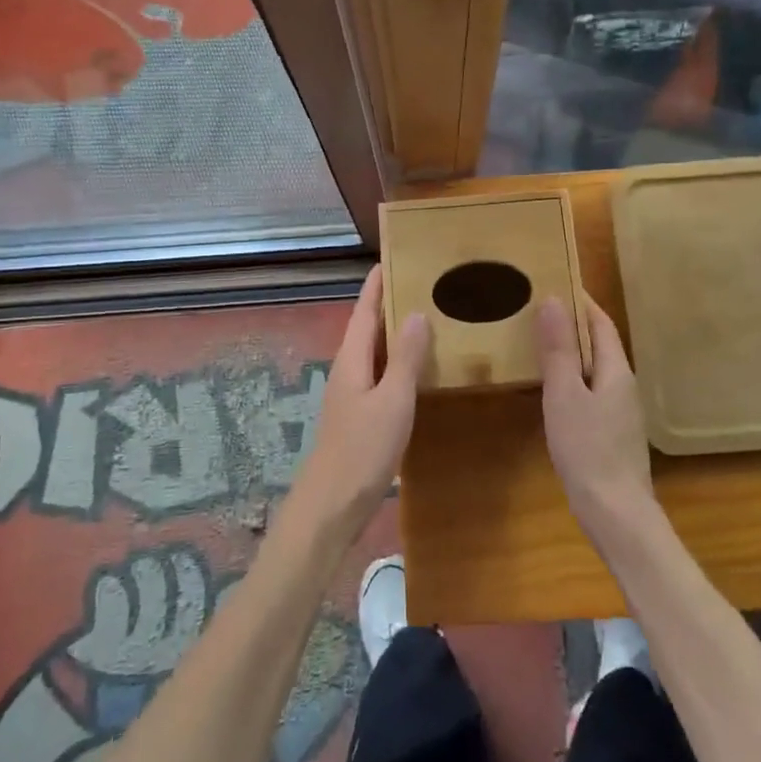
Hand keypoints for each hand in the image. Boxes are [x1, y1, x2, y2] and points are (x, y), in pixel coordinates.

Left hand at [281, 267, 429, 553]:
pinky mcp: (360, 413)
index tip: (392, 258)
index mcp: (353, 358)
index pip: (365, 310)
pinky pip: (381, 373)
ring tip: (427, 315)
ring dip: (395, 332)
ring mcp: (353, 392)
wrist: (333, 503)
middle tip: (422, 282)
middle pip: (368, 326)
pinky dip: (398, 360)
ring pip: (375, 351)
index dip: (377, 285)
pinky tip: (418, 366)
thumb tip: (416, 312)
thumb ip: (405, 358)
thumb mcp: (393, 400)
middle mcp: (349, 368)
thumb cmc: (363, 448)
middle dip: (389, 303)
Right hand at [537, 294, 654, 536]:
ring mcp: (621, 411)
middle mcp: (624, 385)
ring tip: (540, 342)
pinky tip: (553, 389)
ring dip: (572, 352)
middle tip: (539, 309)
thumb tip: (554, 301)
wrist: (615, 512)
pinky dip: (573, 378)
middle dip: (574, 325)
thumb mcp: (565, 394)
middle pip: (600, 345)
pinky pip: (592, 391)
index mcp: (617, 370)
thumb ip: (558, 350)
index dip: (582, 302)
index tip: (557, 282)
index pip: (601, 323)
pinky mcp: (612, 432)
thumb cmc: (588, 448)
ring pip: (595, 369)